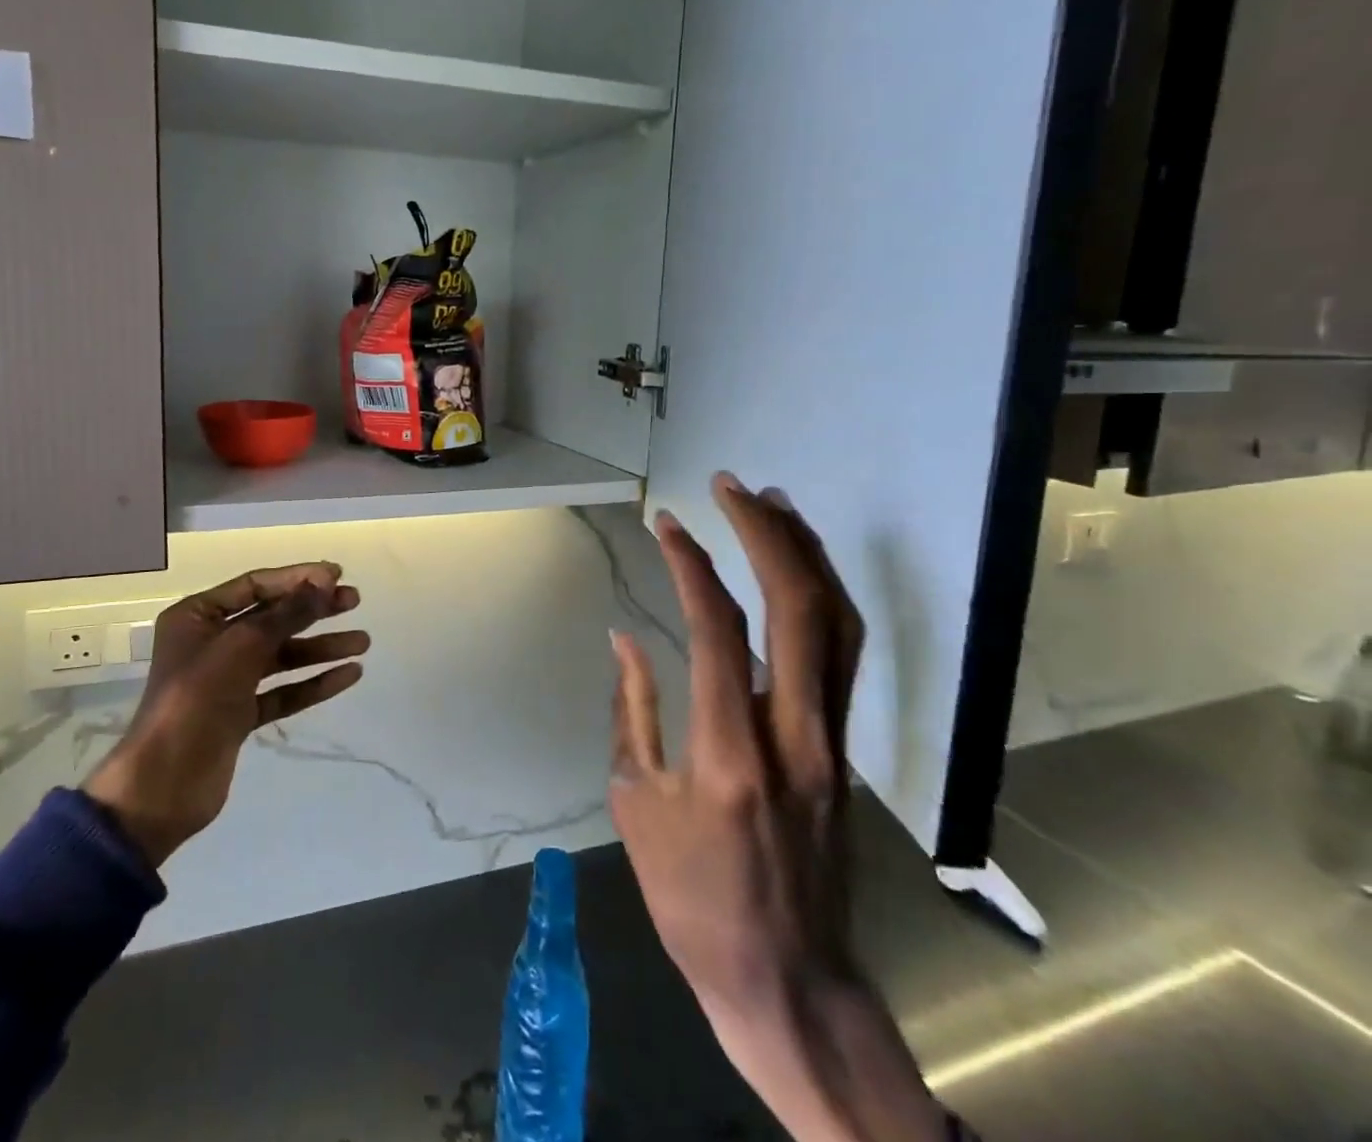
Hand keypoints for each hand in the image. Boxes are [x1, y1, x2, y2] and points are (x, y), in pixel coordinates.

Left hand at [85, 563, 368, 866]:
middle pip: (272, 618)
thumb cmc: (197, 698)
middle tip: (355, 602)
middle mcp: (211, 642)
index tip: (337, 575)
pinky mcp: (240, 714)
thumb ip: (287, 612)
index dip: (297, 578)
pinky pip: (282, 691)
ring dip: (320, 648)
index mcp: (197, 616)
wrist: (165, 784)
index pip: (255, 585)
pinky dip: (313, 683)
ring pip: (281, 656)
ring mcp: (226, 680)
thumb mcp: (243, 645)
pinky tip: (348, 675)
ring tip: (362, 643)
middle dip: (314, 610)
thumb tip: (325, 580)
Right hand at [609, 475, 947, 1141]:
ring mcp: (831, 741)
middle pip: (800, 609)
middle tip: (732, 486)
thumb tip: (624, 638)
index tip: (665, 522)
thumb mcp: (636, 804)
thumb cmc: (694, 900)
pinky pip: (842, 656)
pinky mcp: (844, 750)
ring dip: (806, 554)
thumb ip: (633, 710)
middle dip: (766, 533)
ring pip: (838, 626)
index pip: (717, 628)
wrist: (790, 981)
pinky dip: (822, 597)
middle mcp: (793, 733)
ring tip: (774, 504)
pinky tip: (798, 572)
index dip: (690, 563)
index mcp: (728, 750)